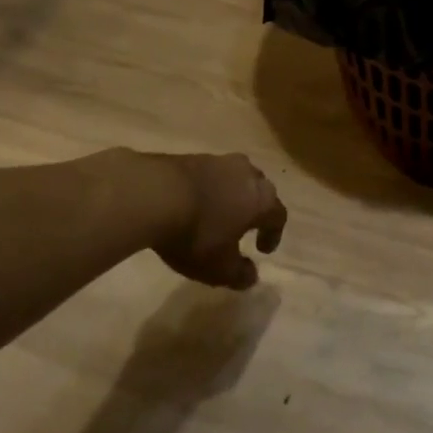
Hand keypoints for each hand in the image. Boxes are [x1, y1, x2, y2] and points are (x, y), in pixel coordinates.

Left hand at [145, 153, 287, 290]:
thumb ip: (239, 274)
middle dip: (255, 209)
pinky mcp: (193, 156)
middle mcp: (247, 174)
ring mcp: (219, 161)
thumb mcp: (218, 267)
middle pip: (260, 190)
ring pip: (235, 178)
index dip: (274, 234)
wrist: (154, 194)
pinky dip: (208, 188)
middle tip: (245, 227)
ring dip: (231, 195)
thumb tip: (251, 276)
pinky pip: (210, 174)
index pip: (278, 215)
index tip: (262, 250)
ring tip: (218, 212)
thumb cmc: (196, 233)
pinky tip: (193, 203)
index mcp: (261, 199)